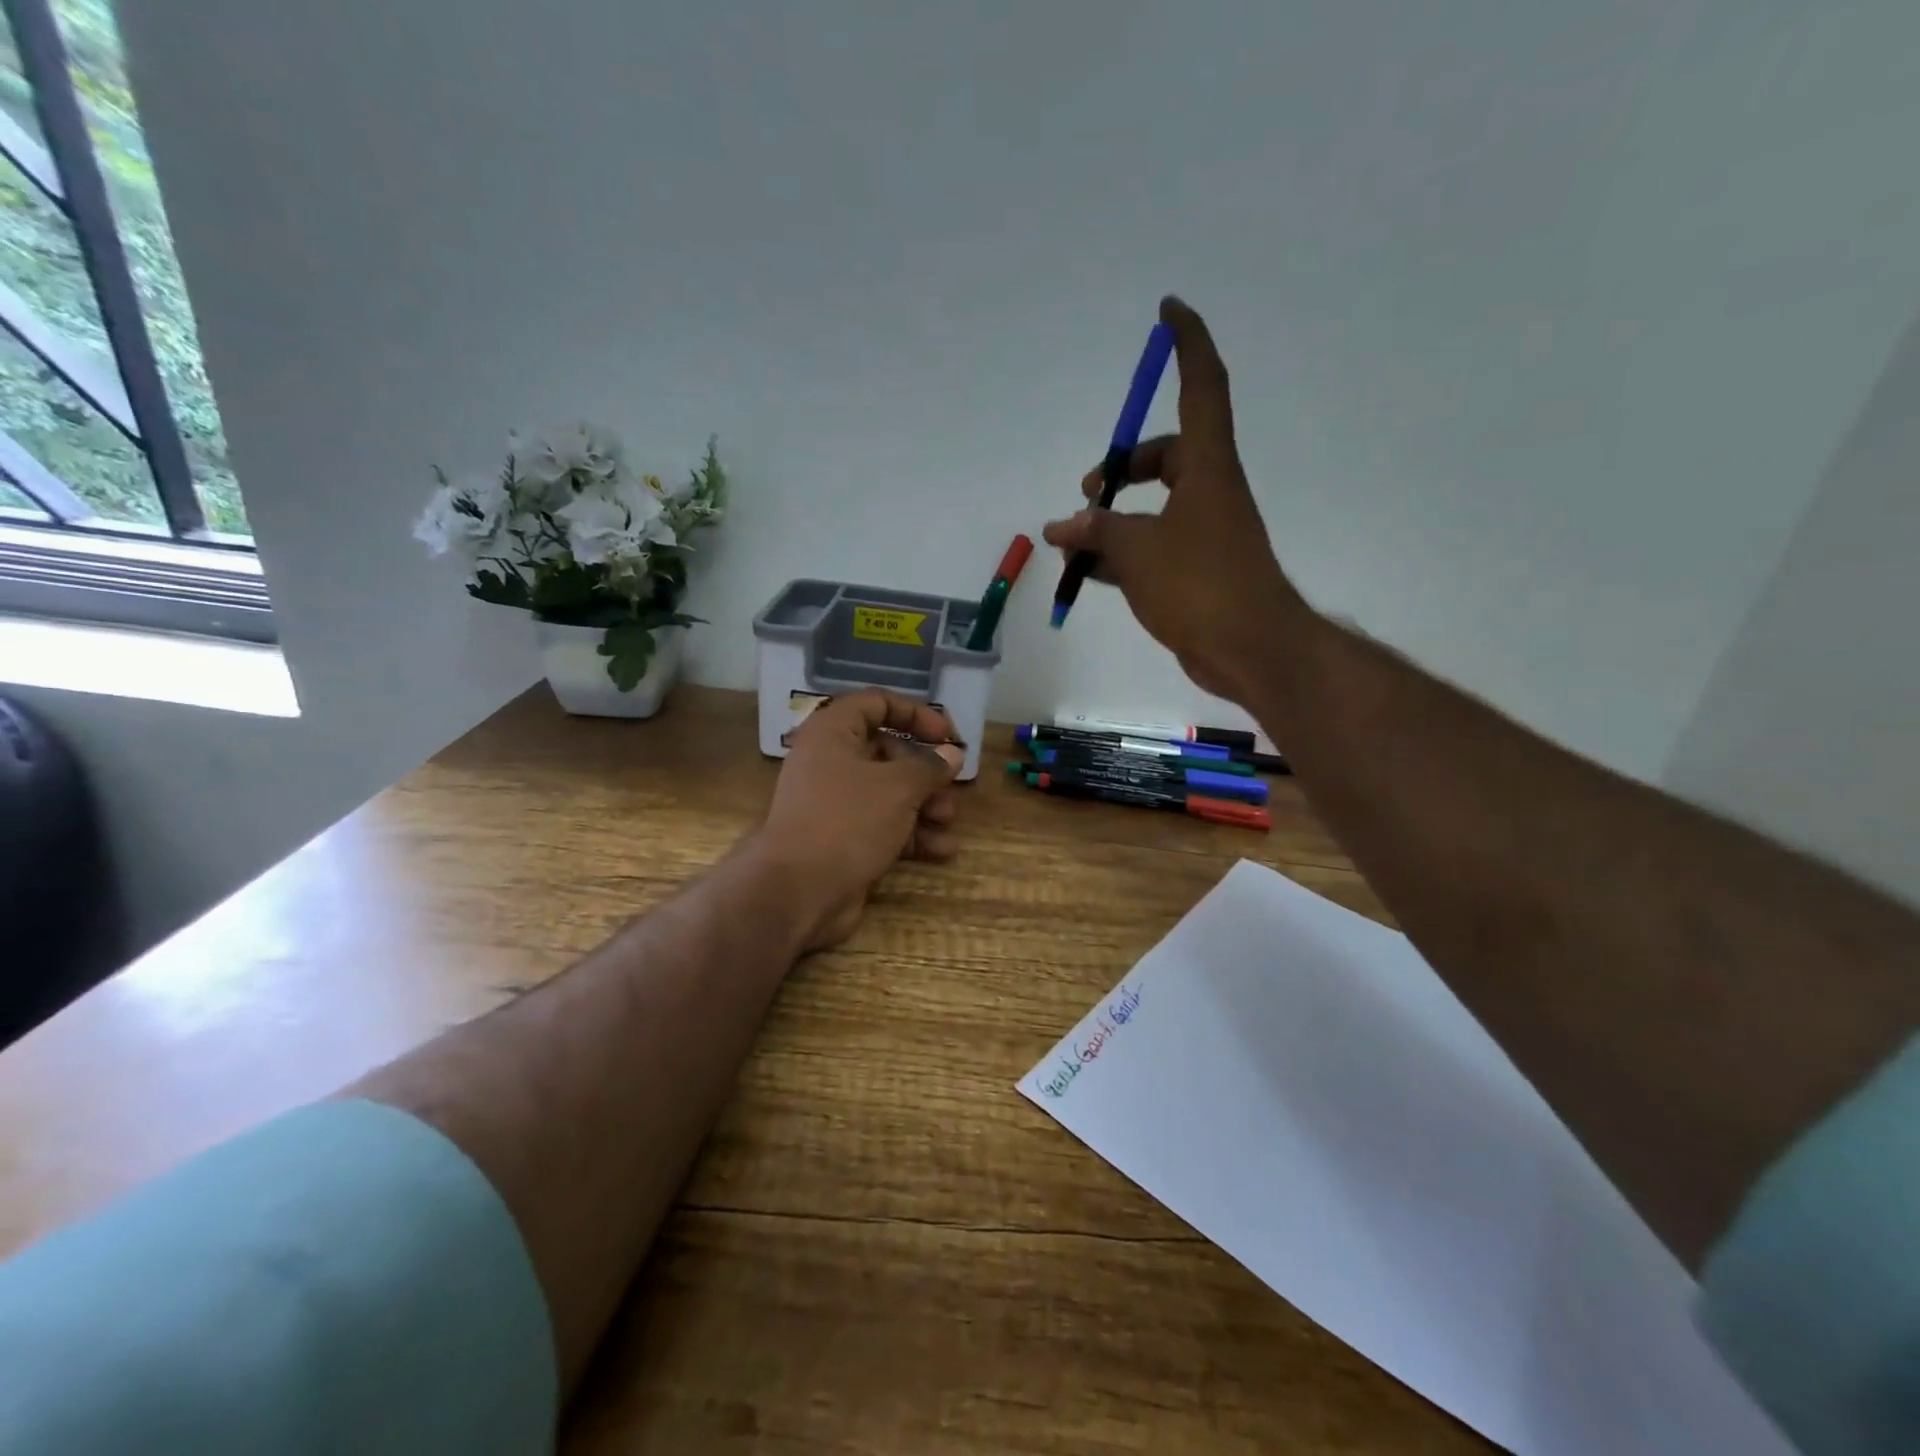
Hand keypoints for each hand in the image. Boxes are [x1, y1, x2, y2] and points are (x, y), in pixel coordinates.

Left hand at [753, 691, 964, 950]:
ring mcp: (836, 804)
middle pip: (887, 752)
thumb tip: (952, 754)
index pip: (876, 704)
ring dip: (924, 805)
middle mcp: (831, 763)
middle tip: (952, 786)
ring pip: (889, 793)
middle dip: (925, 770)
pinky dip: (912, 834)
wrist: (798, 892)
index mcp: (833, 734)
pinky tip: (943, 850)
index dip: (915, 713)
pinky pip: (884, 826)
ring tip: (948, 820)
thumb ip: (929, 766)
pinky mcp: (843, 840)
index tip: (946, 734)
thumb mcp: (897, 787)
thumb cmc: (847, 821)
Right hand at [1042, 296, 1305, 702]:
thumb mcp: (1137, 552)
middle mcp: (1210, 491)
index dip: (1187, 344)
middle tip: (1089, 489)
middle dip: (1124, 466)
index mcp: (1207, 468)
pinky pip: (1152, 546)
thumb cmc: (1201, 586)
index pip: (1201, 387)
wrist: (1249, 649)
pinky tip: (1088, 572)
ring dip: (1114, 517)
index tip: (1169, 311)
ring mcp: (1205, 533)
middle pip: (1168, 454)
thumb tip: (1061, 527)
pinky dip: (1121, 553)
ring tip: (1074, 540)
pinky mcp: (1196, 570)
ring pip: (1155, 507)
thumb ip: (1096, 533)